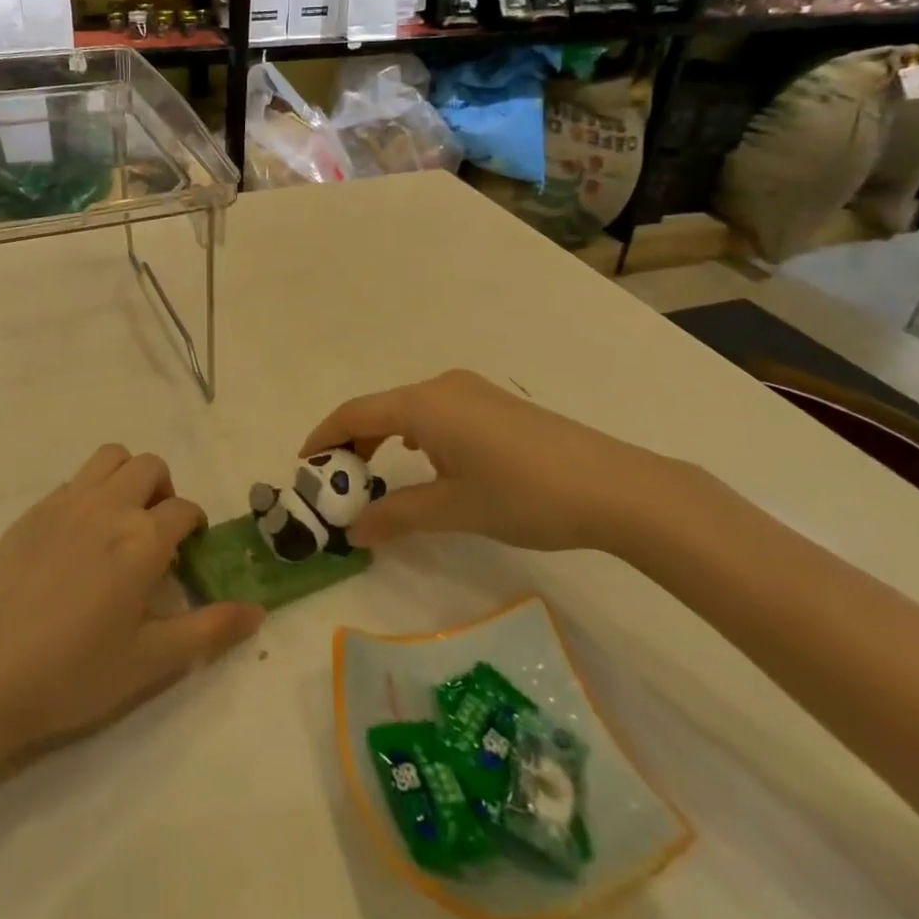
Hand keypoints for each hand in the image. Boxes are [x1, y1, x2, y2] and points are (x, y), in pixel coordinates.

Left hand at [0, 445, 262, 755]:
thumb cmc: (71, 674)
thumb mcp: (149, 661)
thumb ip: (208, 630)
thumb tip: (258, 611)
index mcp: (143, 539)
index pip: (184, 510)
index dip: (194, 528)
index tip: (187, 556)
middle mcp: (109, 506)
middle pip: (151, 467)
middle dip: (164, 492)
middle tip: (156, 535)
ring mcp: (66, 502)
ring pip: (111, 458)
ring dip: (128, 476)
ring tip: (122, 521)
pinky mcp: (33, 511)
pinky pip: (75, 479)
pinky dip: (91, 491)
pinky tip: (78, 538)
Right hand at [301, 369, 701, 553]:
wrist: (614, 487)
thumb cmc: (524, 495)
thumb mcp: (453, 509)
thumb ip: (397, 515)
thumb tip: (354, 532)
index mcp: (424, 405)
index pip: (356, 413)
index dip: (324, 437)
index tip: (304, 466)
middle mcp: (443, 387)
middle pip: (380, 409)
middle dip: (353, 443)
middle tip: (337, 483)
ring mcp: (473, 392)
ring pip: (410, 411)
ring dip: (385, 440)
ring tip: (375, 477)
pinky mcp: (496, 405)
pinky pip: (437, 413)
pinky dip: (415, 436)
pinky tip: (426, 464)